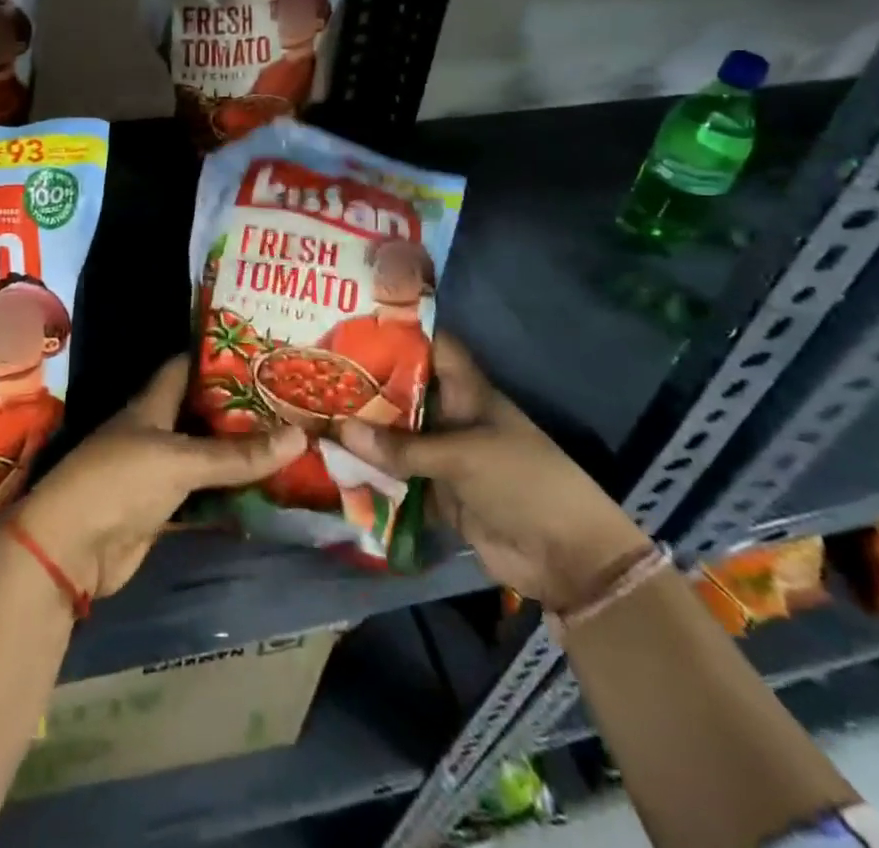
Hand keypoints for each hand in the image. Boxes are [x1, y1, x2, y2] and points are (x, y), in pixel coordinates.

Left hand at [17, 355, 306, 598]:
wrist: (72, 548)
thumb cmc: (120, 481)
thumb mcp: (180, 460)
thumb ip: (237, 454)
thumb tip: (300, 436)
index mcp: (151, 404)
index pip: (186, 367)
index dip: (218, 357)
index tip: (261, 351)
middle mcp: (155, 431)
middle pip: (201, 413)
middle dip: (240, 407)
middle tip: (288, 400)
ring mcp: (158, 472)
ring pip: (206, 456)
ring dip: (238, 452)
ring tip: (288, 439)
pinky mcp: (163, 510)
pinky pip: (204, 494)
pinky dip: (230, 493)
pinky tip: (266, 489)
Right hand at [334, 334, 649, 613]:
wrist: (566, 558)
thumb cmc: (522, 482)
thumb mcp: (462, 456)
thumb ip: (401, 447)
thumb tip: (340, 430)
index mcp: (467, 391)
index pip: (430, 346)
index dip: (398, 330)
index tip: (351, 319)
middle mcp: (451, 415)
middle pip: (404, 390)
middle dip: (365, 383)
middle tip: (316, 368)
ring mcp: (443, 455)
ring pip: (396, 435)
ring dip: (363, 430)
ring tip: (313, 412)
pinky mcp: (437, 492)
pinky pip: (397, 476)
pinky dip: (371, 473)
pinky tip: (332, 463)